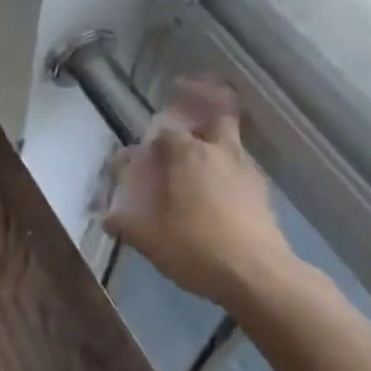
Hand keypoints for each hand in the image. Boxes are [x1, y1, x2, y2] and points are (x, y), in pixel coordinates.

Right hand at [105, 77, 290, 306]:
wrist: (258, 275)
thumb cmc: (197, 249)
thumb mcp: (151, 240)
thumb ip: (127, 224)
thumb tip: (107, 218)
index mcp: (187, 155)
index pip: (165, 132)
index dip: (153, 139)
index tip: (146, 152)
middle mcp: (218, 151)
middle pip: (217, 109)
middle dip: (203, 96)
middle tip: (189, 95)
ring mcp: (246, 168)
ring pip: (231, 136)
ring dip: (217, 133)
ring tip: (202, 151)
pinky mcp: (263, 190)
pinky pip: (242, 163)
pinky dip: (229, 163)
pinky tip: (221, 186)